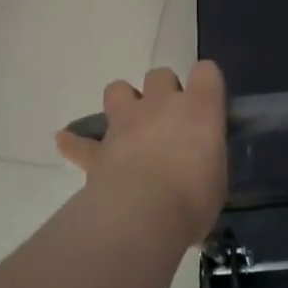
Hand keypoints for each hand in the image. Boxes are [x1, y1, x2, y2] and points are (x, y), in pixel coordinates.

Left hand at [56, 63, 227, 246]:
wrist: (143, 215)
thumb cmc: (194, 198)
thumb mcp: (218, 178)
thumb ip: (208, 160)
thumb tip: (203, 165)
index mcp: (199, 108)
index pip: (206, 72)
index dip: (206, 84)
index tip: (207, 104)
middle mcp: (162, 104)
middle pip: (160, 75)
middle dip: (163, 91)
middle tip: (169, 121)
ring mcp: (126, 122)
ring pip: (118, 90)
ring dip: (124, 102)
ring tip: (129, 125)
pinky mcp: (99, 150)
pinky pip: (80, 142)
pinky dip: (75, 142)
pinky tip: (69, 143)